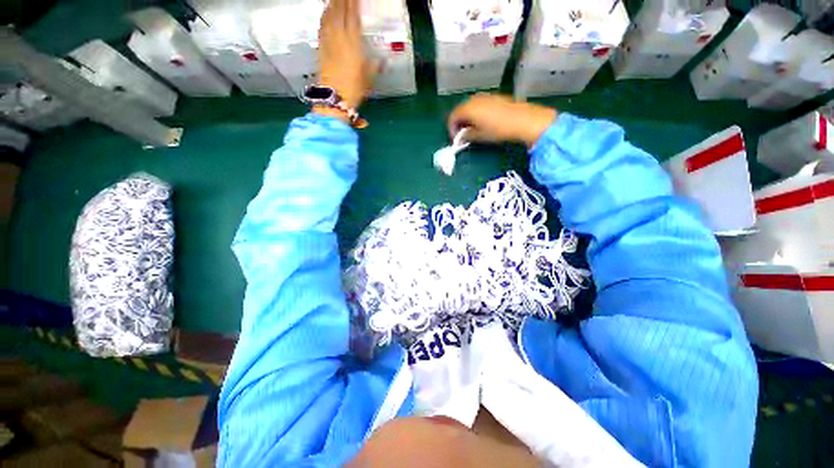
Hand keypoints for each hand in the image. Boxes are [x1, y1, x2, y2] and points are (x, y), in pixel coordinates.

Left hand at [318, 0, 374, 109]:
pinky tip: (326, 12)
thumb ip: (374, 66)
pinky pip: (322, 26)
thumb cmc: (354, 89)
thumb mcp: (368, 78)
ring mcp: (328, 41)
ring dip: (332, 4)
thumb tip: (382, 62)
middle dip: (343, 0)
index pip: (353, 16)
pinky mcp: (321, 47)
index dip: (354, 3)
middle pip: (339, 11)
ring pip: (329, 16)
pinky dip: (325, 16)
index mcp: (353, 42)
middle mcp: (339, 37)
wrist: (334, 97)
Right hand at [448, 94, 557, 146]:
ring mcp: (485, 96)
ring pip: (470, 106)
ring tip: (473, 129)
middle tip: (462, 134)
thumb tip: (461, 137)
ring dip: (468, 117)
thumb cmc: (497, 130)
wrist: (522, 119)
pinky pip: (480, 104)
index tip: (455, 139)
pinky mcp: (495, 97)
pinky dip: (477, 112)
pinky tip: (483, 121)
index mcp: (468, 108)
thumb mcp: (479, 136)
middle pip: (460, 110)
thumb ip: (466, 136)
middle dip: (459, 122)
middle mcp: (474, 99)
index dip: (451, 129)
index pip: (453, 117)